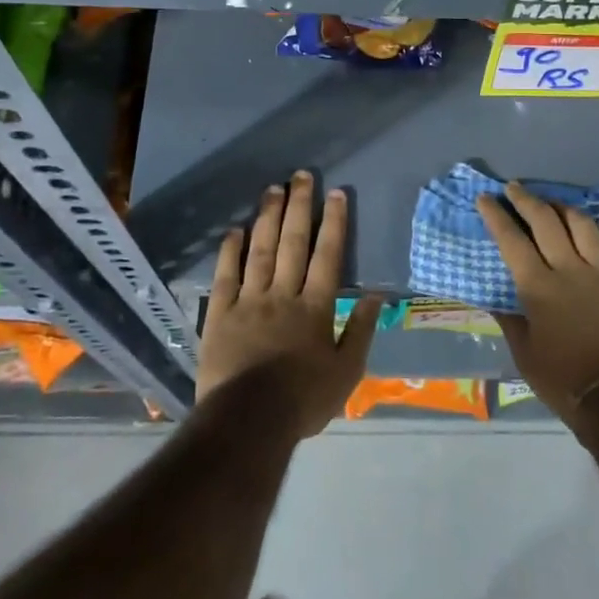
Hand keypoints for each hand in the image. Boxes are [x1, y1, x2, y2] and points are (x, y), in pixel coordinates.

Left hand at [198, 171, 382, 439]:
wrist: (248, 423)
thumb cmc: (303, 400)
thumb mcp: (347, 372)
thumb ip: (361, 331)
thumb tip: (378, 295)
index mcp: (315, 307)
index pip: (328, 255)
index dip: (334, 223)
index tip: (337, 194)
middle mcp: (283, 294)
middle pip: (293, 243)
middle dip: (300, 206)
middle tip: (302, 176)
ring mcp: (249, 301)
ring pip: (260, 250)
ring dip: (268, 217)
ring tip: (272, 188)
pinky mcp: (220, 314)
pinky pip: (226, 275)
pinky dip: (231, 250)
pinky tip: (235, 229)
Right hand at [477, 182, 598, 429]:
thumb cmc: (562, 379)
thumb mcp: (524, 353)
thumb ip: (509, 320)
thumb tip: (494, 300)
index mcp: (538, 286)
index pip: (511, 240)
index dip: (496, 216)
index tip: (485, 198)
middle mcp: (570, 270)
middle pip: (546, 221)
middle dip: (526, 200)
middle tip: (514, 189)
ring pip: (584, 226)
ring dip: (564, 209)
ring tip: (554, 206)